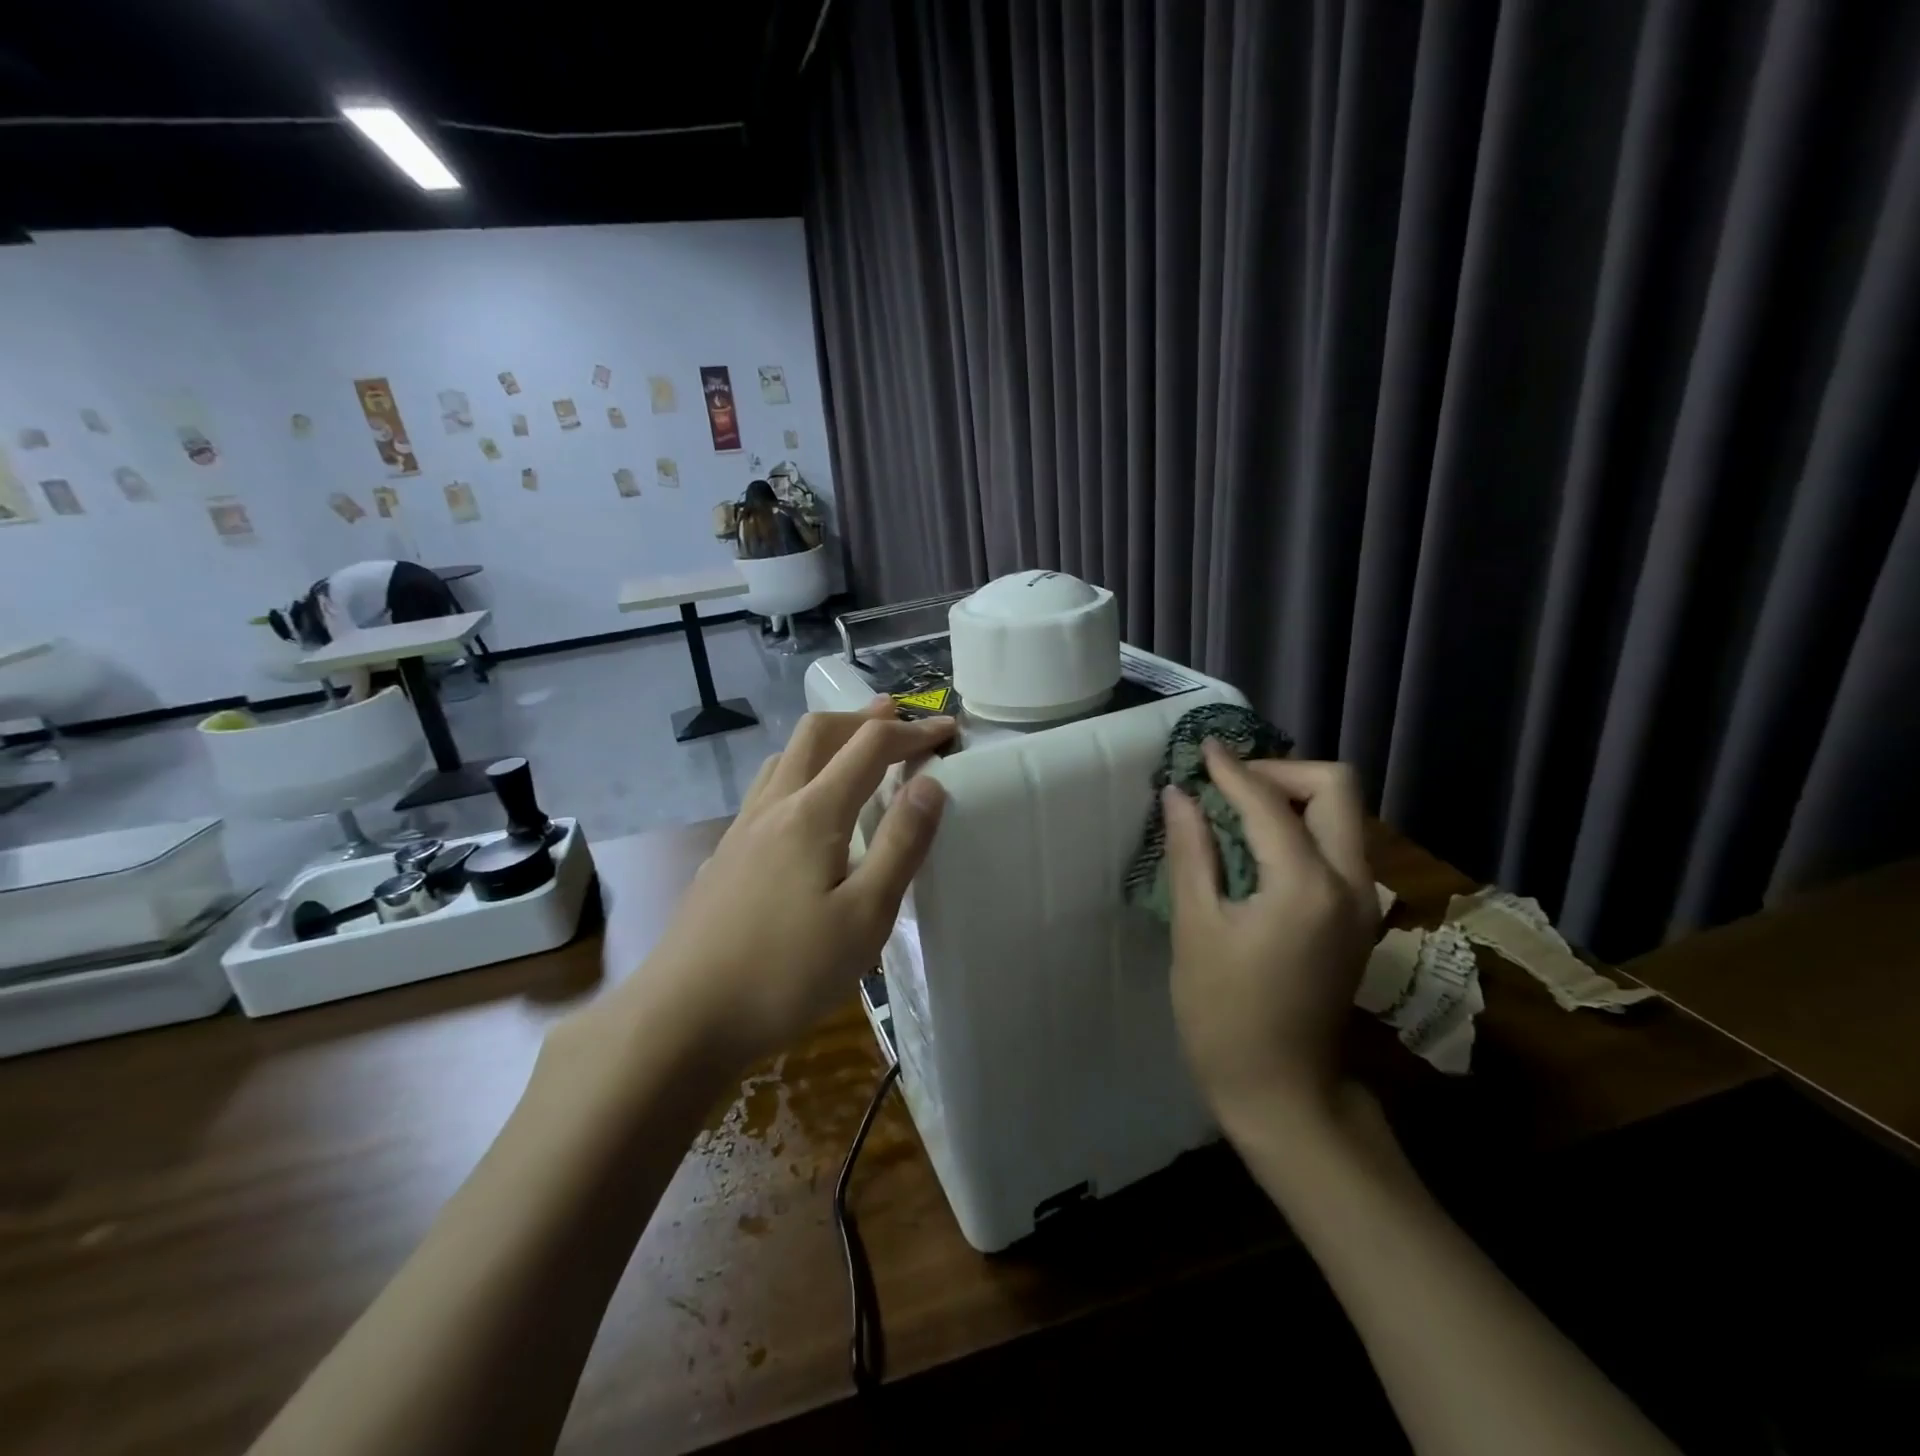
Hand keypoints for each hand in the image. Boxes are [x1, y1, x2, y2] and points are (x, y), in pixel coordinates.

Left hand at [628, 697, 953, 1067]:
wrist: (682, 1016)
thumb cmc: (785, 971)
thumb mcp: (864, 917)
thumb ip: (900, 845)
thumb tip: (930, 784)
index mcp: (813, 812)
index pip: (870, 746)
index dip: (913, 731)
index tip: (948, 731)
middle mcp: (774, 805)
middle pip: (818, 732)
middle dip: (863, 719)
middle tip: (898, 722)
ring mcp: (742, 828)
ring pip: (786, 757)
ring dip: (827, 741)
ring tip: (855, 751)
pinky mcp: (726, 855)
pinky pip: (768, 789)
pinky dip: (801, 772)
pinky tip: (806, 809)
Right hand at [1163, 746, 1376, 1128]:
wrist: (1283, 1091)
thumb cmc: (1225, 1014)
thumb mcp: (1196, 928)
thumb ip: (1192, 852)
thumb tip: (1180, 795)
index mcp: (1306, 885)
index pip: (1270, 802)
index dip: (1232, 770)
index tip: (1203, 749)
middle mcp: (1350, 882)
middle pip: (1335, 788)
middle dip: (1280, 772)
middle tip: (1227, 783)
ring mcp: (1362, 901)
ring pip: (1342, 814)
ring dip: (1292, 796)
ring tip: (1235, 807)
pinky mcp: (1356, 917)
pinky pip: (1337, 845)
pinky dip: (1300, 826)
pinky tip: (1257, 843)